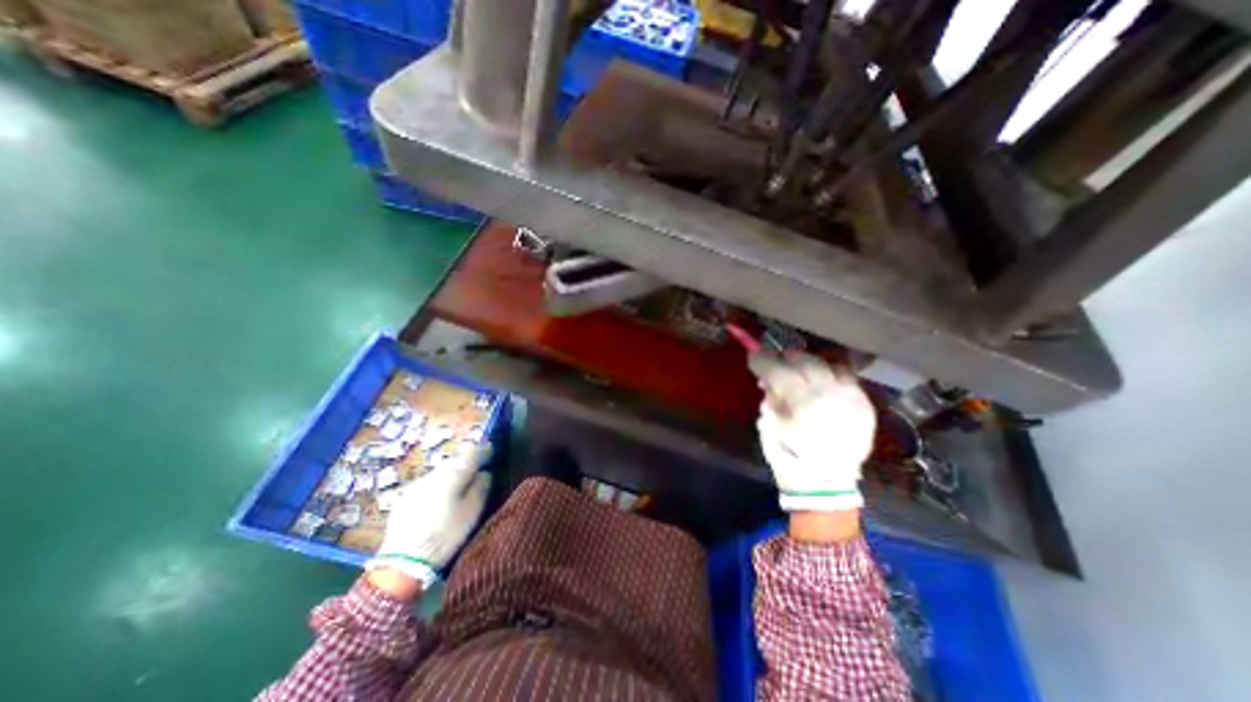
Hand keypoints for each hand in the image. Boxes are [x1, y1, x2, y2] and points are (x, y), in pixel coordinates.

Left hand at [366, 445, 491, 585]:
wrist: (403, 562)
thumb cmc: (445, 535)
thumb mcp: (472, 512)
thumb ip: (481, 488)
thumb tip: (484, 473)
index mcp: (453, 474)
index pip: (472, 452)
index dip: (483, 450)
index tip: (492, 451)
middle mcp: (434, 473)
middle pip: (455, 460)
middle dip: (467, 462)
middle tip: (478, 470)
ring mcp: (417, 484)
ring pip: (440, 472)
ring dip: (452, 474)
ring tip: (459, 486)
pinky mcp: (405, 498)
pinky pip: (428, 484)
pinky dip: (438, 486)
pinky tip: (440, 500)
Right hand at [757, 353, 871, 512]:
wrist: (827, 485)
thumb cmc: (790, 458)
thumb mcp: (768, 429)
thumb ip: (769, 400)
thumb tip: (769, 380)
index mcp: (803, 403)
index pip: (779, 370)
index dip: (763, 360)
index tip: (753, 355)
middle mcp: (830, 394)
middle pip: (806, 361)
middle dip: (787, 357)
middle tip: (776, 360)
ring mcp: (851, 398)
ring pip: (830, 364)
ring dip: (811, 363)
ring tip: (800, 369)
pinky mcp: (864, 405)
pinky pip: (847, 377)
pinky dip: (830, 374)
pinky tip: (820, 382)